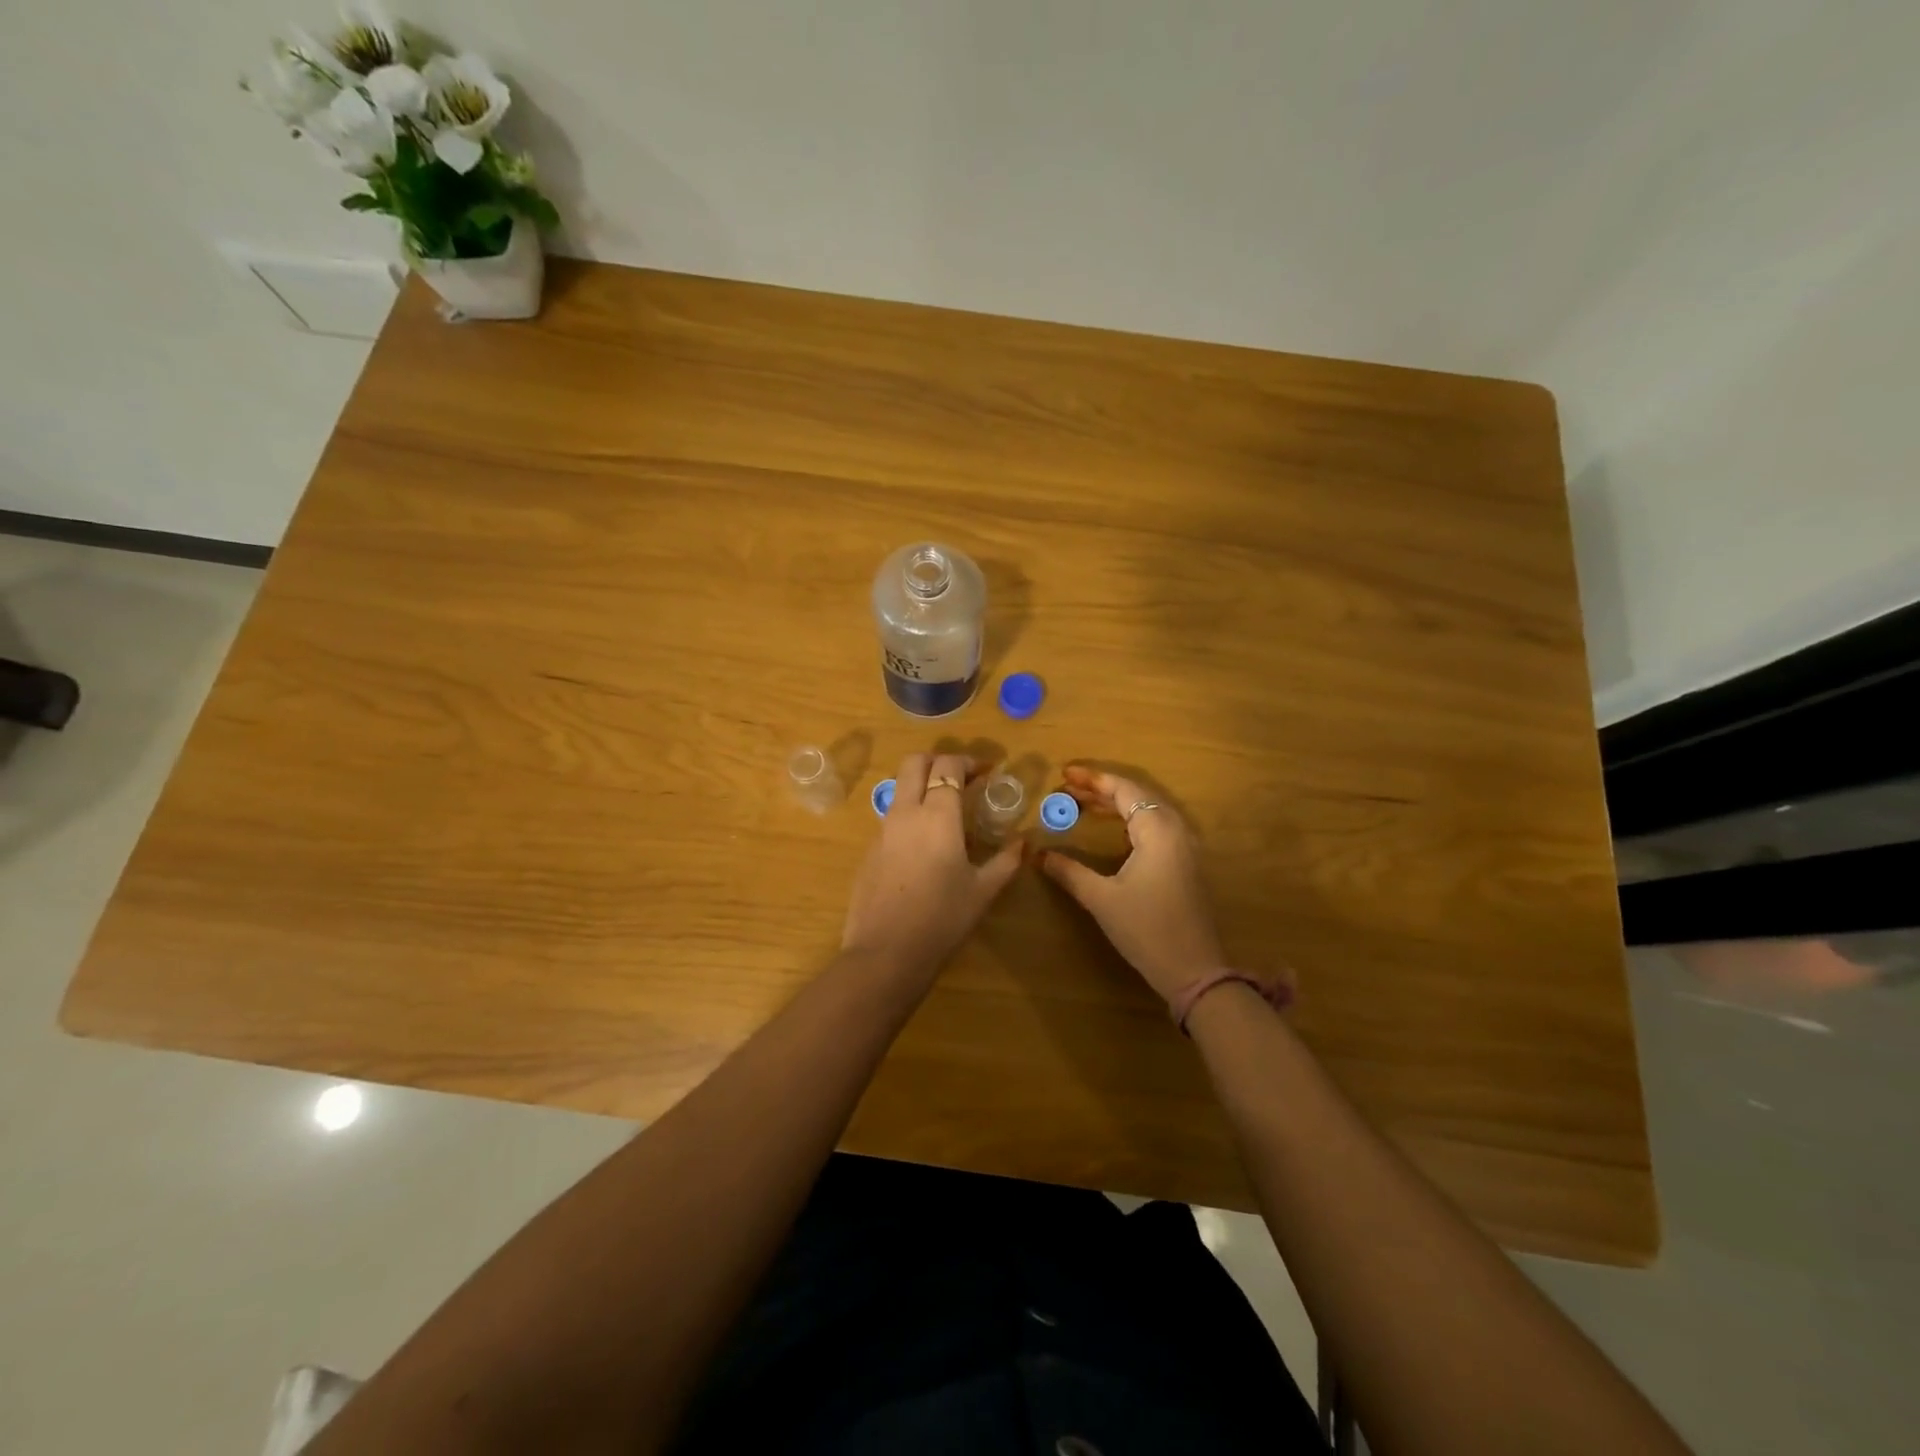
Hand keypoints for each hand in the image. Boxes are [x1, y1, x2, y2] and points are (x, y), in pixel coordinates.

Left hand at [841, 752, 1024, 978]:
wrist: (886, 953)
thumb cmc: (943, 919)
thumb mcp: (983, 891)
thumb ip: (1006, 860)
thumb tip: (1024, 842)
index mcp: (937, 815)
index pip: (948, 765)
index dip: (968, 761)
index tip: (986, 772)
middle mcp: (906, 812)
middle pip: (914, 762)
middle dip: (938, 760)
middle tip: (961, 778)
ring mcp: (882, 830)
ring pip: (899, 788)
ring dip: (921, 785)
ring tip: (946, 812)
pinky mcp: (869, 850)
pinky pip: (891, 817)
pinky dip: (910, 814)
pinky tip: (925, 846)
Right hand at [1040, 766, 1225, 1003]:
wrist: (1194, 970)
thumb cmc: (1147, 930)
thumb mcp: (1102, 899)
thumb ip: (1070, 872)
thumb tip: (1040, 855)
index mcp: (1158, 830)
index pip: (1124, 790)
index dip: (1093, 780)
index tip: (1064, 774)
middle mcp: (1175, 829)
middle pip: (1137, 795)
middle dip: (1101, 789)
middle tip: (1067, 789)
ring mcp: (1184, 846)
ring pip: (1147, 810)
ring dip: (1115, 804)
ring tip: (1082, 803)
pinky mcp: (1184, 862)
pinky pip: (1155, 826)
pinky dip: (1129, 819)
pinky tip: (1111, 828)